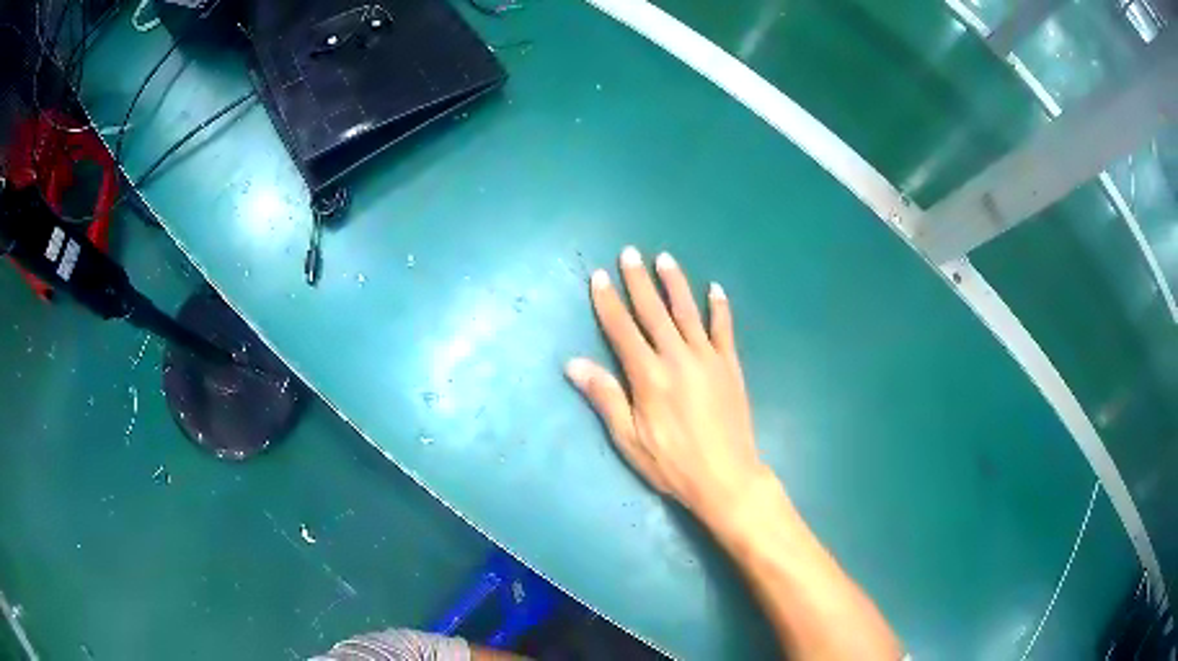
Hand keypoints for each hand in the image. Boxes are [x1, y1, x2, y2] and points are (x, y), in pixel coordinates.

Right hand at [565, 246, 770, 523]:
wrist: (726, 477)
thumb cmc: (672, 463)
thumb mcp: (629, 439)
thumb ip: (605, 397)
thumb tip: (573, 364)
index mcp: (649, 376)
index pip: (622, 329)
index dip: (608, 302)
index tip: (599, 276)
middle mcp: (677, 358)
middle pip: (654, 312)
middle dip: (639, 281)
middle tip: (629, 253)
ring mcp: (708, 359)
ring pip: (688, 312)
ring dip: (675, 283)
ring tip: (665, 258)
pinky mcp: (730, 366)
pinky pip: (724, 329)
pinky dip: (719, 308)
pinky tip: (715, 289)